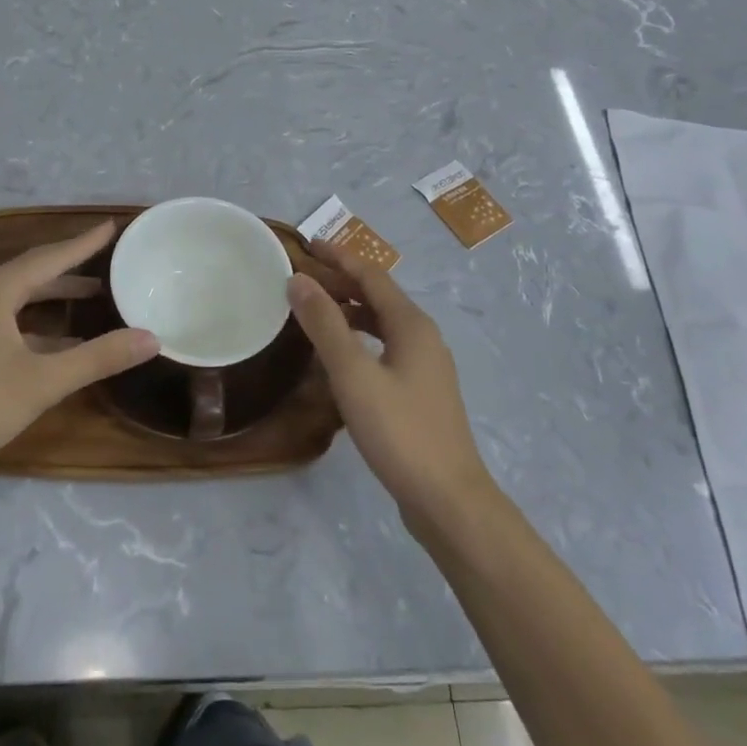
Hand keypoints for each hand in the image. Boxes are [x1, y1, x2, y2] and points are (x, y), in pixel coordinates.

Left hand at [0, 222, 158, 483]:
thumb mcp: (44, 381)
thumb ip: (99, 357)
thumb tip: (151, 338)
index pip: (51, 256)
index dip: (84, 243)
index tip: (112, 226)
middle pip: (33, 272)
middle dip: (72, 267)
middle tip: (108, 261)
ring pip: (19, 297)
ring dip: (54, 297)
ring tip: (93, 296)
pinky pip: (6, 319)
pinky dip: (36, 324)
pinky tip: (60, 343)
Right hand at [288, 245, 493, 520]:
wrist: (448, 499)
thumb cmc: (399, 431)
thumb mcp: (354, 374)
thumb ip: (325, 325)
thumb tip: (298, 280)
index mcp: (411, 324)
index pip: (372, 275)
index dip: (339, 257)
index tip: (307, 246)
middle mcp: (423, 337)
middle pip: (379, 296)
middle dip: (342, 282)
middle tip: (301, 279)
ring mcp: (425, 366)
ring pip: (382, 324)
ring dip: (349, 311)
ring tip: (313, 312)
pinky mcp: (421, 393)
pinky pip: (385, 348)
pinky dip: (359, 339)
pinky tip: (339, 358)